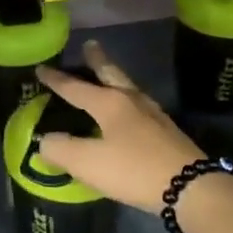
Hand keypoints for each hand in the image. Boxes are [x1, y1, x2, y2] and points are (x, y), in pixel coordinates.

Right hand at [34, 40, 203, 212]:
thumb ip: (60, 149)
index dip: (56, 79)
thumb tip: (45, 140)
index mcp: (109, 103)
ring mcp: (153, 114)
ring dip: (114, 78)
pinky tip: (128, 112)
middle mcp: (131, 100)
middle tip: (90, 45)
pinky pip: (139, 107)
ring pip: (128, 88)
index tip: (42, 68)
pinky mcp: (167, 131)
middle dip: (97, 60)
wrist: (190, 187)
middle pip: (111, 74)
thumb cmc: (133, 170)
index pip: (75, 87)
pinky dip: (126, 101)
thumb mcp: (87, 163)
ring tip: (107, 75)